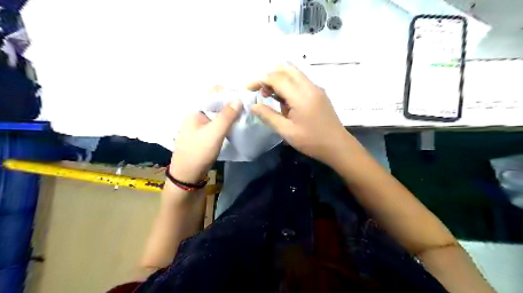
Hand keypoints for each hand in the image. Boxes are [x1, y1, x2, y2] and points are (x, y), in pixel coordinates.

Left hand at [170, 99, 242, 183]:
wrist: (187, 176)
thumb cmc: (198, 152)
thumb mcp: (214, 133)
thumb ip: (226, 116)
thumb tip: (239, 99)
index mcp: (195, 110)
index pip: (212, 92)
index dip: (228, 92)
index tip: (243, 97)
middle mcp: (196, 115)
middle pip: (215, 102)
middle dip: (230, 102)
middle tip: (246, 106)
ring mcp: (199, 125)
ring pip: (216, 113)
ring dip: (229, 113)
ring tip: (243, 115)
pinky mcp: (203, 135)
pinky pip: (216, 123)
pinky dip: (226, 122)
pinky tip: (235, 125)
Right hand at [248, 63, 350, 165]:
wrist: (337, 146)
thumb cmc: (311, 141)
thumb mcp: (286, 131)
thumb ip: (268, 116)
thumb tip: (253, 106)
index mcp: (301, 95)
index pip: (276, 77)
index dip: (260, 80)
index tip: (248, 88)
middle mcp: (309, 86)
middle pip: (286, 68)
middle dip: (270, 76)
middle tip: (263, 93)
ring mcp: (316, 88)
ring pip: (294, 73)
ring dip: (280, 81)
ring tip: (274, 100)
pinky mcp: (319, 93)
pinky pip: (300, 82)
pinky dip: (289, 86)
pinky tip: (287, 104)